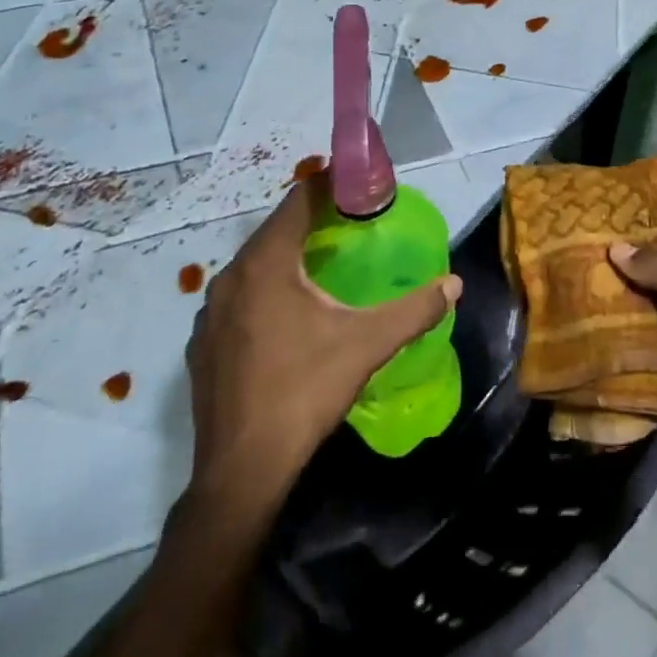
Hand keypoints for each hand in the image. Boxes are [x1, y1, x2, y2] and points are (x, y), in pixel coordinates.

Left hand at [185, 177, 461, 510]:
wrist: (242, 470)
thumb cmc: (304, 391)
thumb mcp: (367, 344)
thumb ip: (414, 309)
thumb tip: (454, 284)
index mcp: (266, 264)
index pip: (298, 201)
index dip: (330, 186)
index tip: (359, 186)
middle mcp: (230, 278)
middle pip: (276, 230)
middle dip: (313, 220)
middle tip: (353, 223)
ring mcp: (209, 313)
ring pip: (255, 265)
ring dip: (288, 256)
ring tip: (325, 264)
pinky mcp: (202, 344)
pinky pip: (239, 297)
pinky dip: (266, 290)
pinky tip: (289, 315)